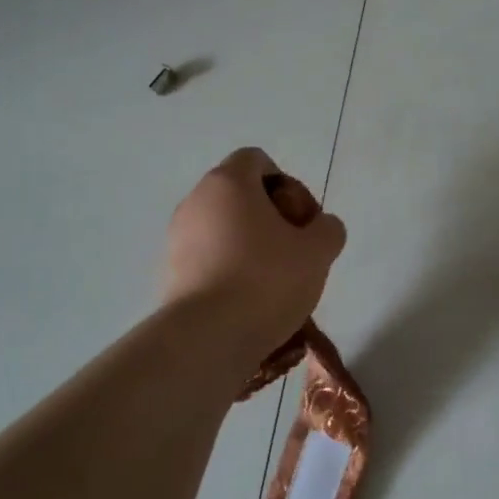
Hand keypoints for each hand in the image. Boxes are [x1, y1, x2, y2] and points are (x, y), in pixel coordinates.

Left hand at [162, 148, 345, 352]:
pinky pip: (209, 257)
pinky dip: (230, 269)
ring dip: (251, 244)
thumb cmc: (266, 280)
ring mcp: (178, 237)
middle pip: (241, 194)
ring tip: (275, 281)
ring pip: (225, 228)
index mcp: (228, 183)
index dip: (287, 184)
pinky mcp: (170, 272)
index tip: (301, 219)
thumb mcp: (318, 251)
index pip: (257, 159)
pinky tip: (249, 300)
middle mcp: (196, 201)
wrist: (207, 338)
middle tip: (295, 250)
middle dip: (272, 217)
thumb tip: (321, 227)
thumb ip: (328, 228)